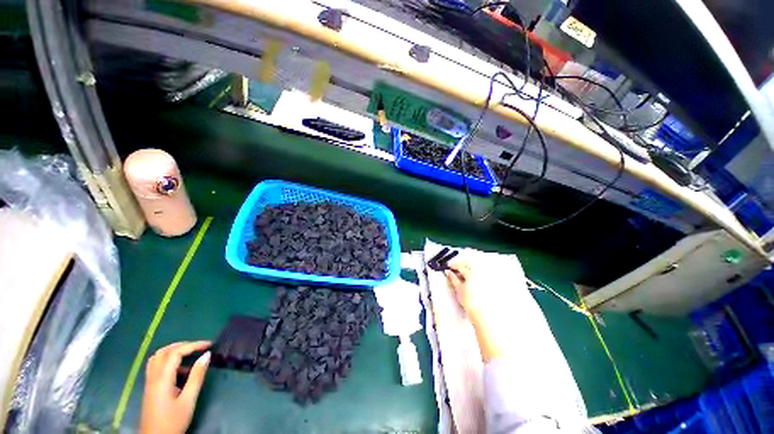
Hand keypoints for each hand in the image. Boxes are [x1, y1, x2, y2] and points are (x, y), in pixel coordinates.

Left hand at [140, 341, 210, 433]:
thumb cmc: (173, 421)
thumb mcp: (188, 400)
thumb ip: (196, 377)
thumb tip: (207, 355)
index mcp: (162, 379)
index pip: (176, 353)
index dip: (193, 345)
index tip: (210, 344)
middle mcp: (153, 377)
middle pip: (164, 351)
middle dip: (183, 345)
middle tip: (200, 346)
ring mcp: (149, 382)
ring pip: (158, 357)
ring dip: (174, 350)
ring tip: (189, 352)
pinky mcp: (150, 388)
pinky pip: (156, 365)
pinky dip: (168, 359)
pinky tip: (179, 369)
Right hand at [444, 261, 504, 361]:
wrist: (490, 320)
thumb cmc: (473, 306)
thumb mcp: (460, 292)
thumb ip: (454, 280)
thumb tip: (449, 272)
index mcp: (472, 273)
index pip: (461, 264)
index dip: (454, 264)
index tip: (449, 266)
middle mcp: (483, 273)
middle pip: (470, 264)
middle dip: (463, 266)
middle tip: (456, 271)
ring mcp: (490, 278)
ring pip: (479, 269)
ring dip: (471, 270)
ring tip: (466, 278)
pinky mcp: (497, 283)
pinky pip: (487, 275)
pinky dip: (480, 277)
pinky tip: (477, 283)